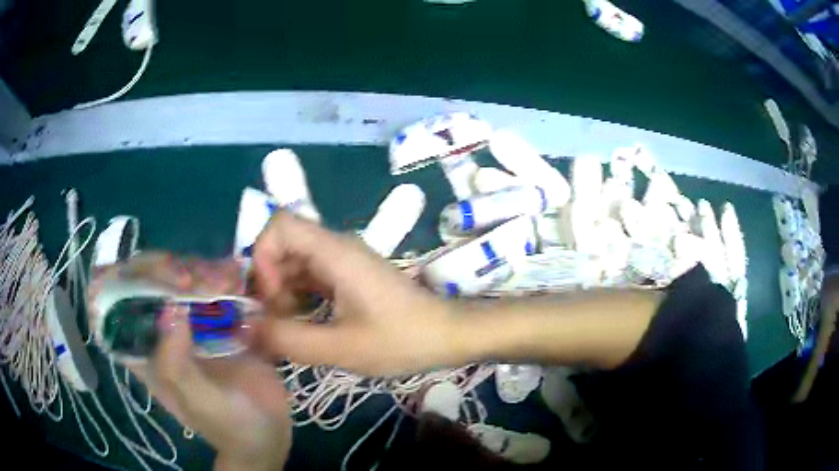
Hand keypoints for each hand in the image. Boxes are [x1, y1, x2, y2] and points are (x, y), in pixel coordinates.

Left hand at [88, 253, 291, 470]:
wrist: (269, 432)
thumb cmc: (232, 427)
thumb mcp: (203, 406)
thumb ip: (179, 367)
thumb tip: (169, 311)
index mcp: (143, 352)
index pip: (110, 306)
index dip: (113, 282)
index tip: (136, 278)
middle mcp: (159, 330)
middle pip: (143, 277)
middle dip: (163, 268)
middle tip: (191, 282)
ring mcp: (188, 320)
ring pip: (177, 272)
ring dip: (198, 268)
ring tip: (227, 283)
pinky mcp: (215, 316)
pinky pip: (211, 281)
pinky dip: (222, 272)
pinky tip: (237, 279)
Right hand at [253, 212, 461, 375]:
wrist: (448, 335)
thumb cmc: (402, 339)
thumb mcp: (341, 348)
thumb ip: (288, 339)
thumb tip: (245, 329)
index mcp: (334, 252)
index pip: (279, 225)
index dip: (262, 257)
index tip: (269, 298)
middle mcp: (336, 248)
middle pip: (283, 246)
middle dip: (267, 283)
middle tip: (273, 323)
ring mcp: (343, 263)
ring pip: (294, 264)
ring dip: (281, 294)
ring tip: (286, 330)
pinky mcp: (348, 278)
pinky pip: (310, 279)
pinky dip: (297, 299)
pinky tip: (302, 327)